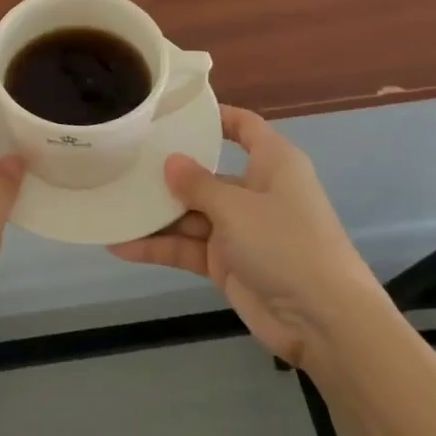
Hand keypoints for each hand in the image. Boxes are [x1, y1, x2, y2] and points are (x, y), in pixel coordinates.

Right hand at [110, 106, 383, 367]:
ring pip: (190, 213)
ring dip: (155, 213)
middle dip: (167, 171)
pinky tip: (120, 244)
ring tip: (111, 202)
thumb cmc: (287, 244)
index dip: (215, 116)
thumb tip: (170, 161)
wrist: (325, 323)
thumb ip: (197, 183)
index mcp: (273, 164)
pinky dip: (158, 247)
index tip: (174, 112)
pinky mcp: (227, 263)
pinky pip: (187, 247)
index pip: (244, 127)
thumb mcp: (236, 206)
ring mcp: (240, 230)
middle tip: (122, 159)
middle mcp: (255, 191)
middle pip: (206, 173)